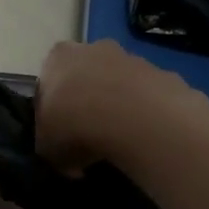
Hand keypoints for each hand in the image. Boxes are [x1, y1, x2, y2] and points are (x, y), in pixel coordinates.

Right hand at [35, 40, 208, 174]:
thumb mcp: (47, 148)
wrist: (134, 118)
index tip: (60, 132)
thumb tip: (65, 159)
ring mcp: (130, 58)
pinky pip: (146, 96)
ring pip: (118, 84)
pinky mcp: (161, 72)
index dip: (53, 108)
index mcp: (57, 59)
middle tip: (88, 137)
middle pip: (86, 76)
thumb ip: (50, 147)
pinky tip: (143, 138)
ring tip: (119, 142)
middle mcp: (92, 49)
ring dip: (117, 107)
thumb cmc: (75, 126)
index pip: (49, 80)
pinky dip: (143, 114)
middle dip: (87, 102)